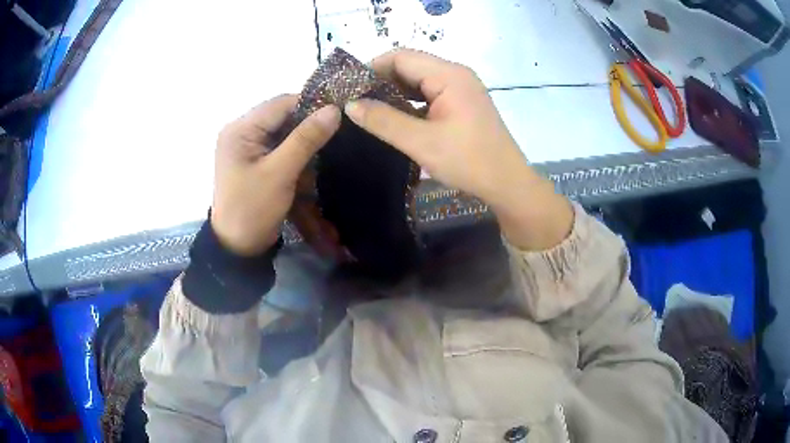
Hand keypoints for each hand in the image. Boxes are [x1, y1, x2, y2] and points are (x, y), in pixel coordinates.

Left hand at [211, 95, 340, 255]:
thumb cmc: (253, 209)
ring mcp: (245, 146)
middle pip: (282, 117)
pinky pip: (278, 148)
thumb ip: (306, 139)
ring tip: (317, 160)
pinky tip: (305, 169)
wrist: (237, 247)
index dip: (310, 106)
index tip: (338, 117)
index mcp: (240, 129)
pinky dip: (294, 156)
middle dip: (306, 129)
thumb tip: (334, 110)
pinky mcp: (252, 160)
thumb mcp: (280, 173)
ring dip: (301, 145)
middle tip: (332, 140)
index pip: (281, 104)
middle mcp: (240, 131)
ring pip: (283, 132)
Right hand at [343, 50, 572, 249]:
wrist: (507, 184)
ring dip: (394, 92)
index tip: (348, 89)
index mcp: (448, 75)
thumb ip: (383, 120)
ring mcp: (461, 88)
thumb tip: (349, 104)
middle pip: (410, 66)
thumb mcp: (421, 142)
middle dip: (381, 81)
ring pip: (418, 81)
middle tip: (354, 102)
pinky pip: (429, 94)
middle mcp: (455, 74)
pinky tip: (394, 117)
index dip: (371, 68)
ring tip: (368, 110)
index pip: (400, 57)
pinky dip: (410, 102)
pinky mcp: (462, 103)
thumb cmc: (468, 161)